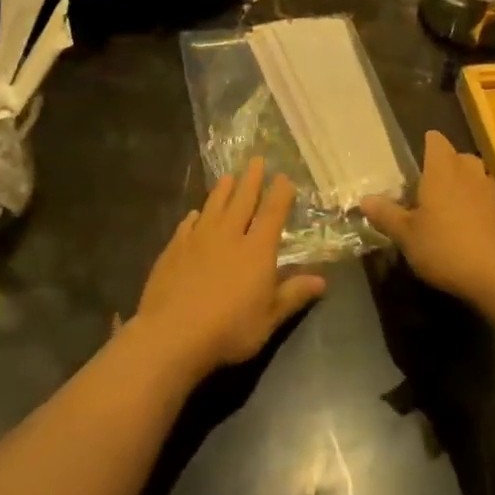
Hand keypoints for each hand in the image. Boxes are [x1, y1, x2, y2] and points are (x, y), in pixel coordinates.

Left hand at [135, 158, 326, 382]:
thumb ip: (293, 295)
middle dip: (251, 180)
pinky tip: (194, 214)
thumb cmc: (229, 329)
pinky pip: (187, 225)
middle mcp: (229, 235)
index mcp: (257, 250)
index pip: (272, 214)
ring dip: (222, 190)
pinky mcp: (174, 249)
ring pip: (213, 206)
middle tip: (256, 160)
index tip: (284, 177)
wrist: (173, 334)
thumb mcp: (269, 318)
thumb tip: (322, 280)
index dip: (280, 194)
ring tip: (228, 176)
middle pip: (242, 200)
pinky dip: (194, 217)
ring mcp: (198, 239)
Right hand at [361, 131, 494, 310]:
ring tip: (444, 202)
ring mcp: (489, 193)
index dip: (426, 144)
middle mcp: (468, 173)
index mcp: (442, 170)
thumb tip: (364, 199)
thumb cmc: (446, 247)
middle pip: (458, 156)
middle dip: (445, 164)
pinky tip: (463, 224)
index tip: (415, 157)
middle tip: (426, 183)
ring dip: (462, 183)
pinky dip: (474, 203)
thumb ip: (386, 214)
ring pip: (475, 175)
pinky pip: (484, 197)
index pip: (436, 141)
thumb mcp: (406, 235)